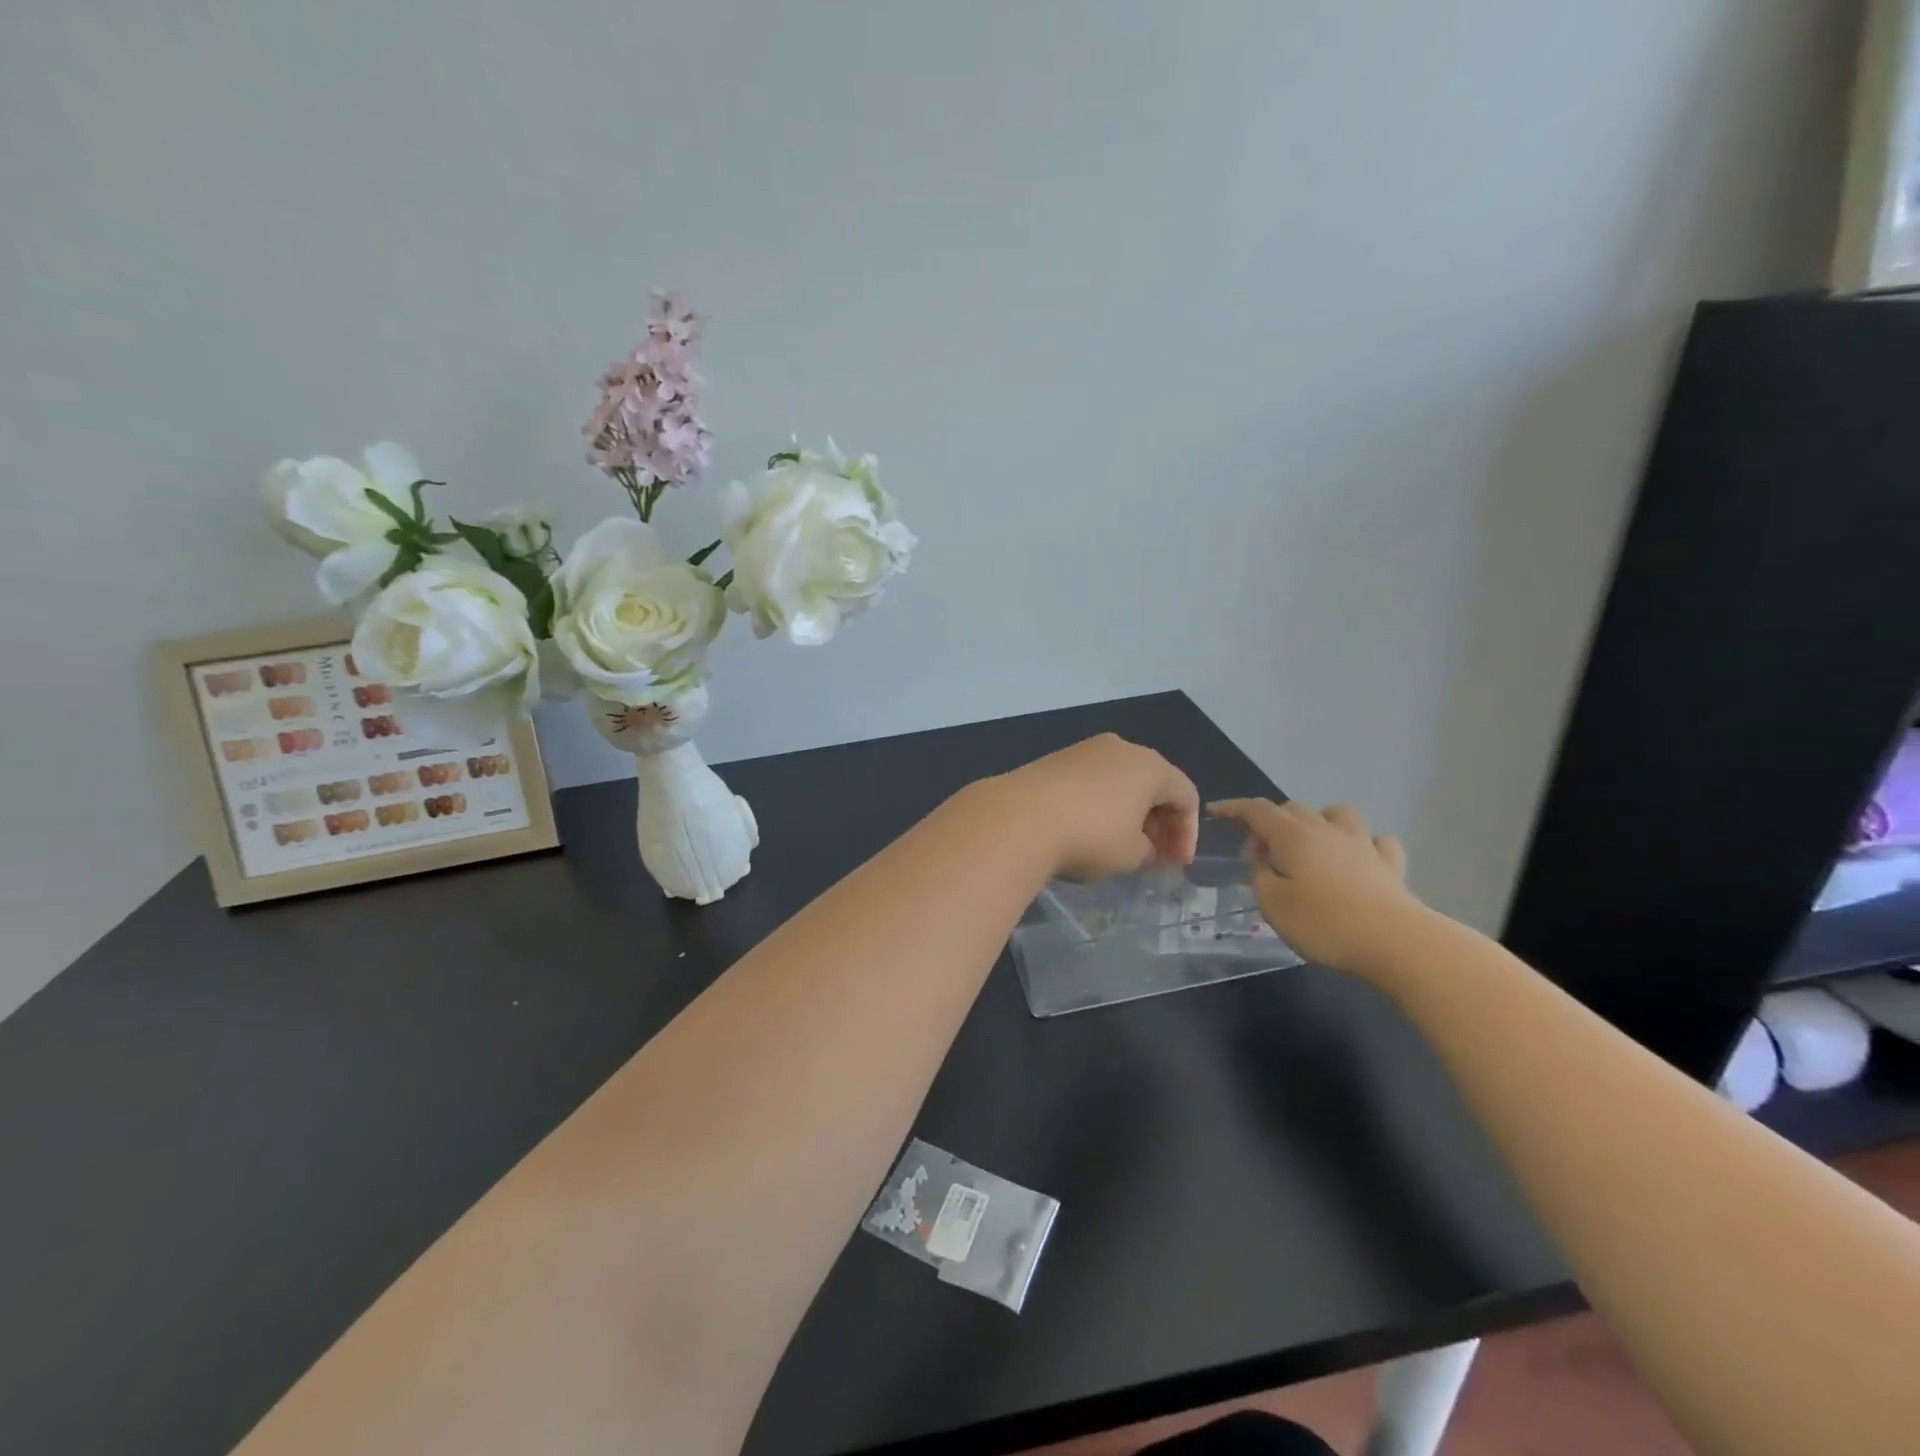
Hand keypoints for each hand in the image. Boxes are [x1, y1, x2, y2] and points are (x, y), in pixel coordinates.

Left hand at [994, 734, 1199, 881]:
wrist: (1018, 818)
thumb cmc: (1089, 836)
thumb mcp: (1130, 855)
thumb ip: (1148, 851)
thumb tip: (1143, 845)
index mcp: (1150, 766)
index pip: (1185, 795)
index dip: (1187, 833)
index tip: (1176, 864)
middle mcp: (1120, 748)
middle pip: (1153, 783)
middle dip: (1159, 822)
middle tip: (1154, 856)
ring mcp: (1084, 750)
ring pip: (1120, 781)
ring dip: (1129, 813)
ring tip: (1121, 847)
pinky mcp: (1055, 760)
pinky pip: (1092, 782)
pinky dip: (1100, 805)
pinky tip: (1088, 831)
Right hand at [1209, 798, 1424, 973]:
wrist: (1396, 942)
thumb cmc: (1324, 924)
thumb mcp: (1273, 905)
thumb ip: (1260, 877)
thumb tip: (1263, 862)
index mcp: (1292, 837)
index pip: (1257, 811)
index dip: (1234, 808)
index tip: (1215, 810)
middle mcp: (1326, 830)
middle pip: (1293, 808)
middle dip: (1270, 821)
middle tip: (1259, 852)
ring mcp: (1362, 844)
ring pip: (1338, 813)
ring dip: (1319, 820)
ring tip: (1311, 843)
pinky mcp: (1390, 865)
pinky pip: (1376, 841)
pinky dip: (1362, 844)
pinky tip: (1358, 859)